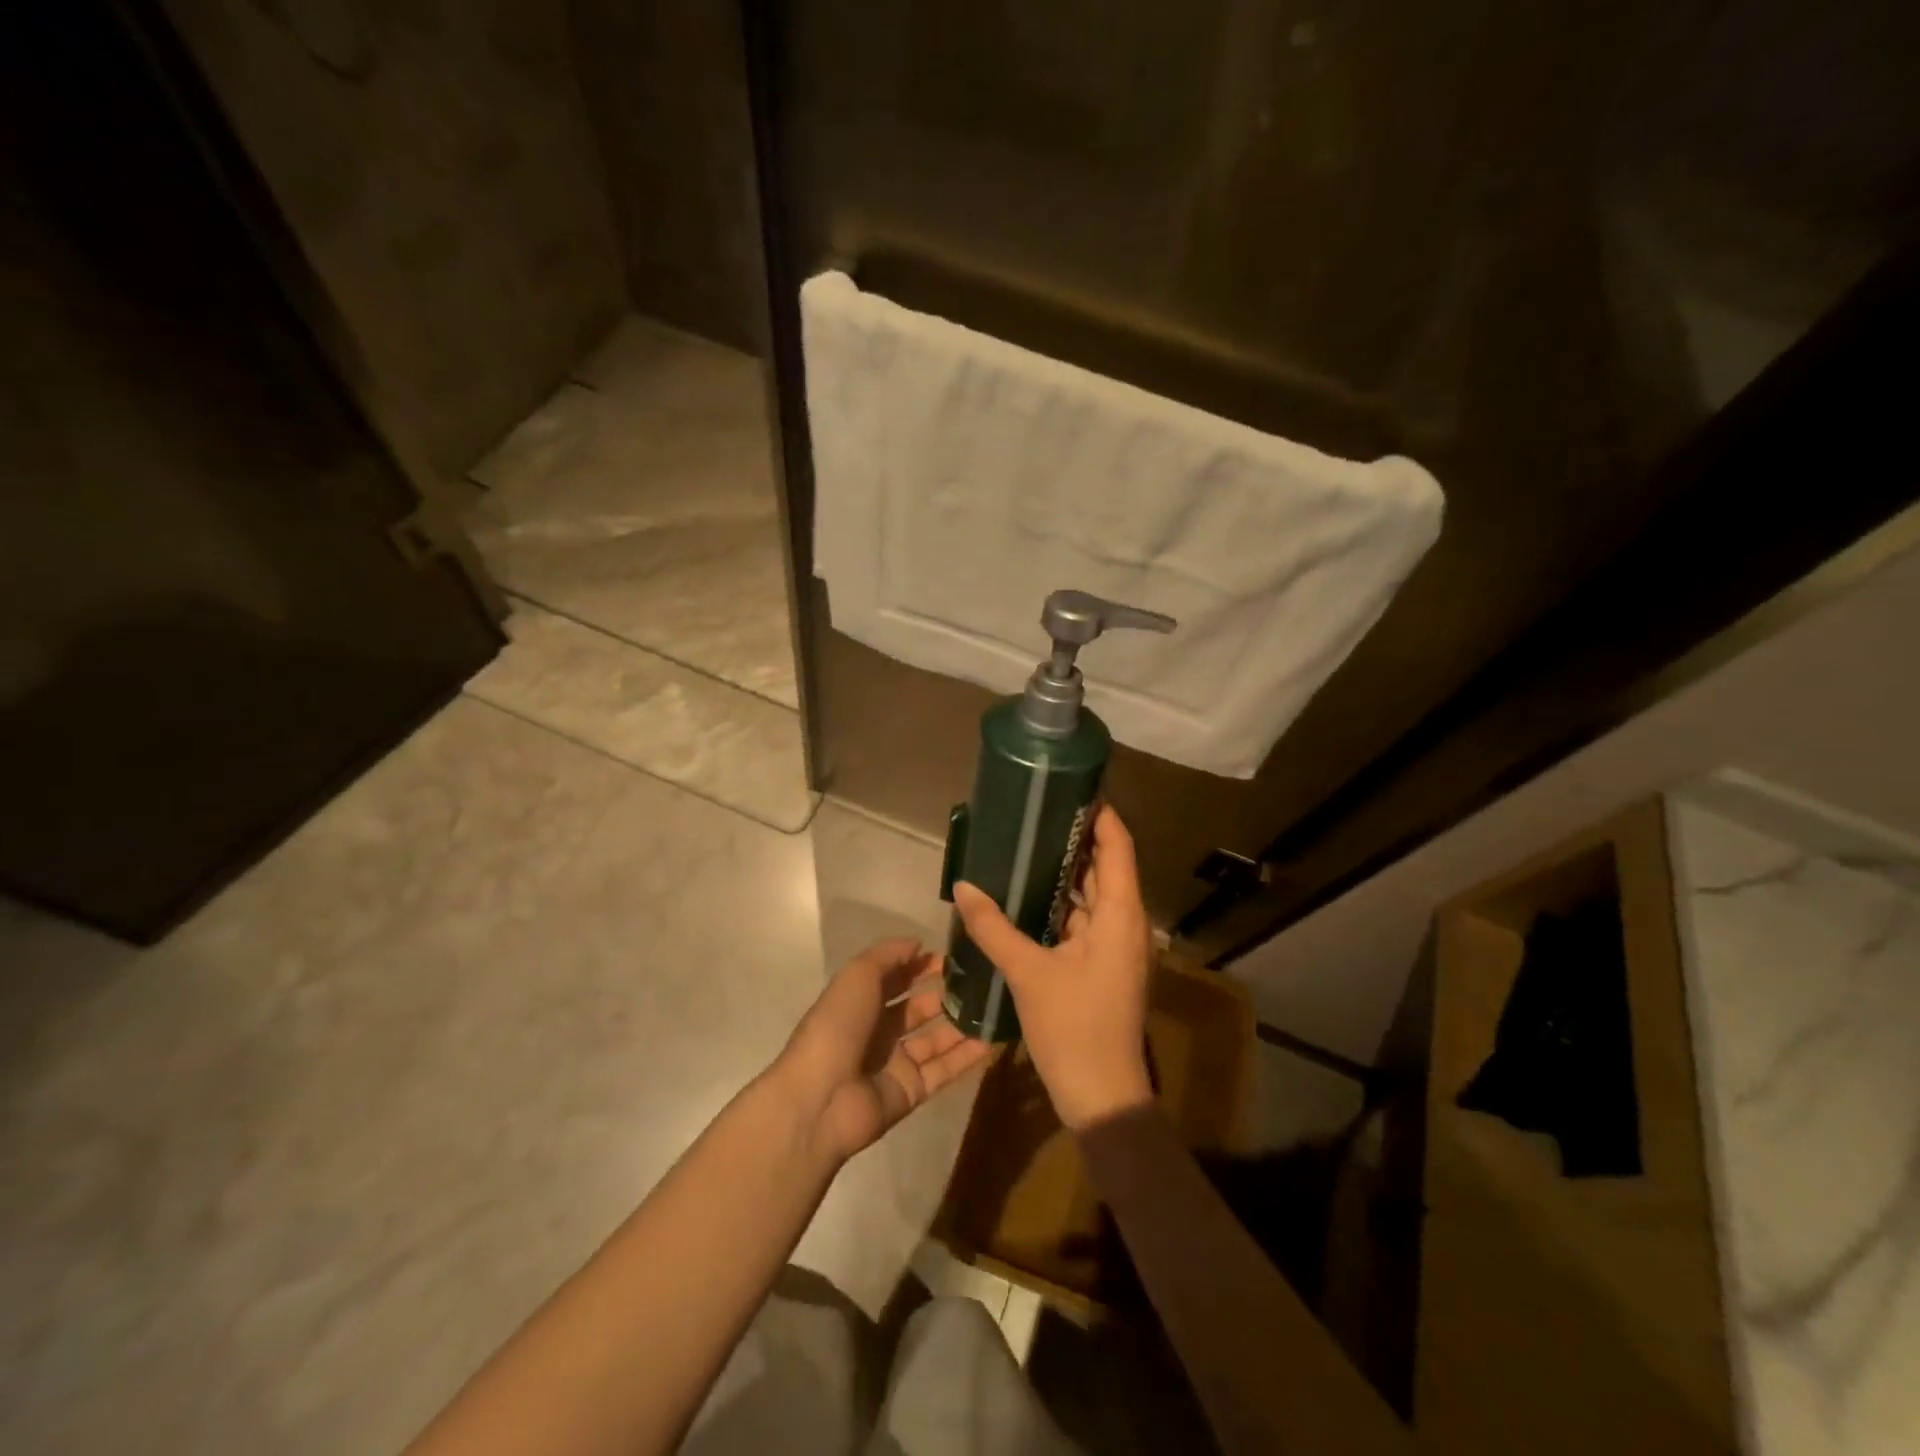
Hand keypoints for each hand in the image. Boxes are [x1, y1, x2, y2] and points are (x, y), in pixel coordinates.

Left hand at [773, 938, 991, 1164]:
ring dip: (962, 1023)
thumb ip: (888, 955)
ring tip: (994, 1007)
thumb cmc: (838, 1025)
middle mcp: (879, 1030)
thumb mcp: (858, 975)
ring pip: (936, 1038)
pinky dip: (966, 1056)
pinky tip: (993, 1040)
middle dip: (947, 993)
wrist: (820, 1098)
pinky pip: (944, 1070)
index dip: (922, 965)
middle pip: (919, 1008)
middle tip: (983, 981)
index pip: (897, 977)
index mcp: (861, 1000)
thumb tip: (918, 944)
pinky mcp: (911, 1091)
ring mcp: (896, 1062)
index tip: (955, 955)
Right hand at [952, 805, 1154, 1129]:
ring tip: (1028, 842)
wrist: (1102, 1095)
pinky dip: (1062, 904)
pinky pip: (1085, 920)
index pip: (1118, 846)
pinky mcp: (1104, 964)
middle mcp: (1126, 922)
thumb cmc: (1073, 1027)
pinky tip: (1029, 895)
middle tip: (1037, 811)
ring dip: (1067, 872)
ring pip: (1094, 895)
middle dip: (1076, 838)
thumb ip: (993, 927)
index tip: (1073, 786)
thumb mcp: (1028, 973)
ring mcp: (1116, 946)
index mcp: (1121, 915)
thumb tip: (962, 886)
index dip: (1101, 814)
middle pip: (1106, 866)